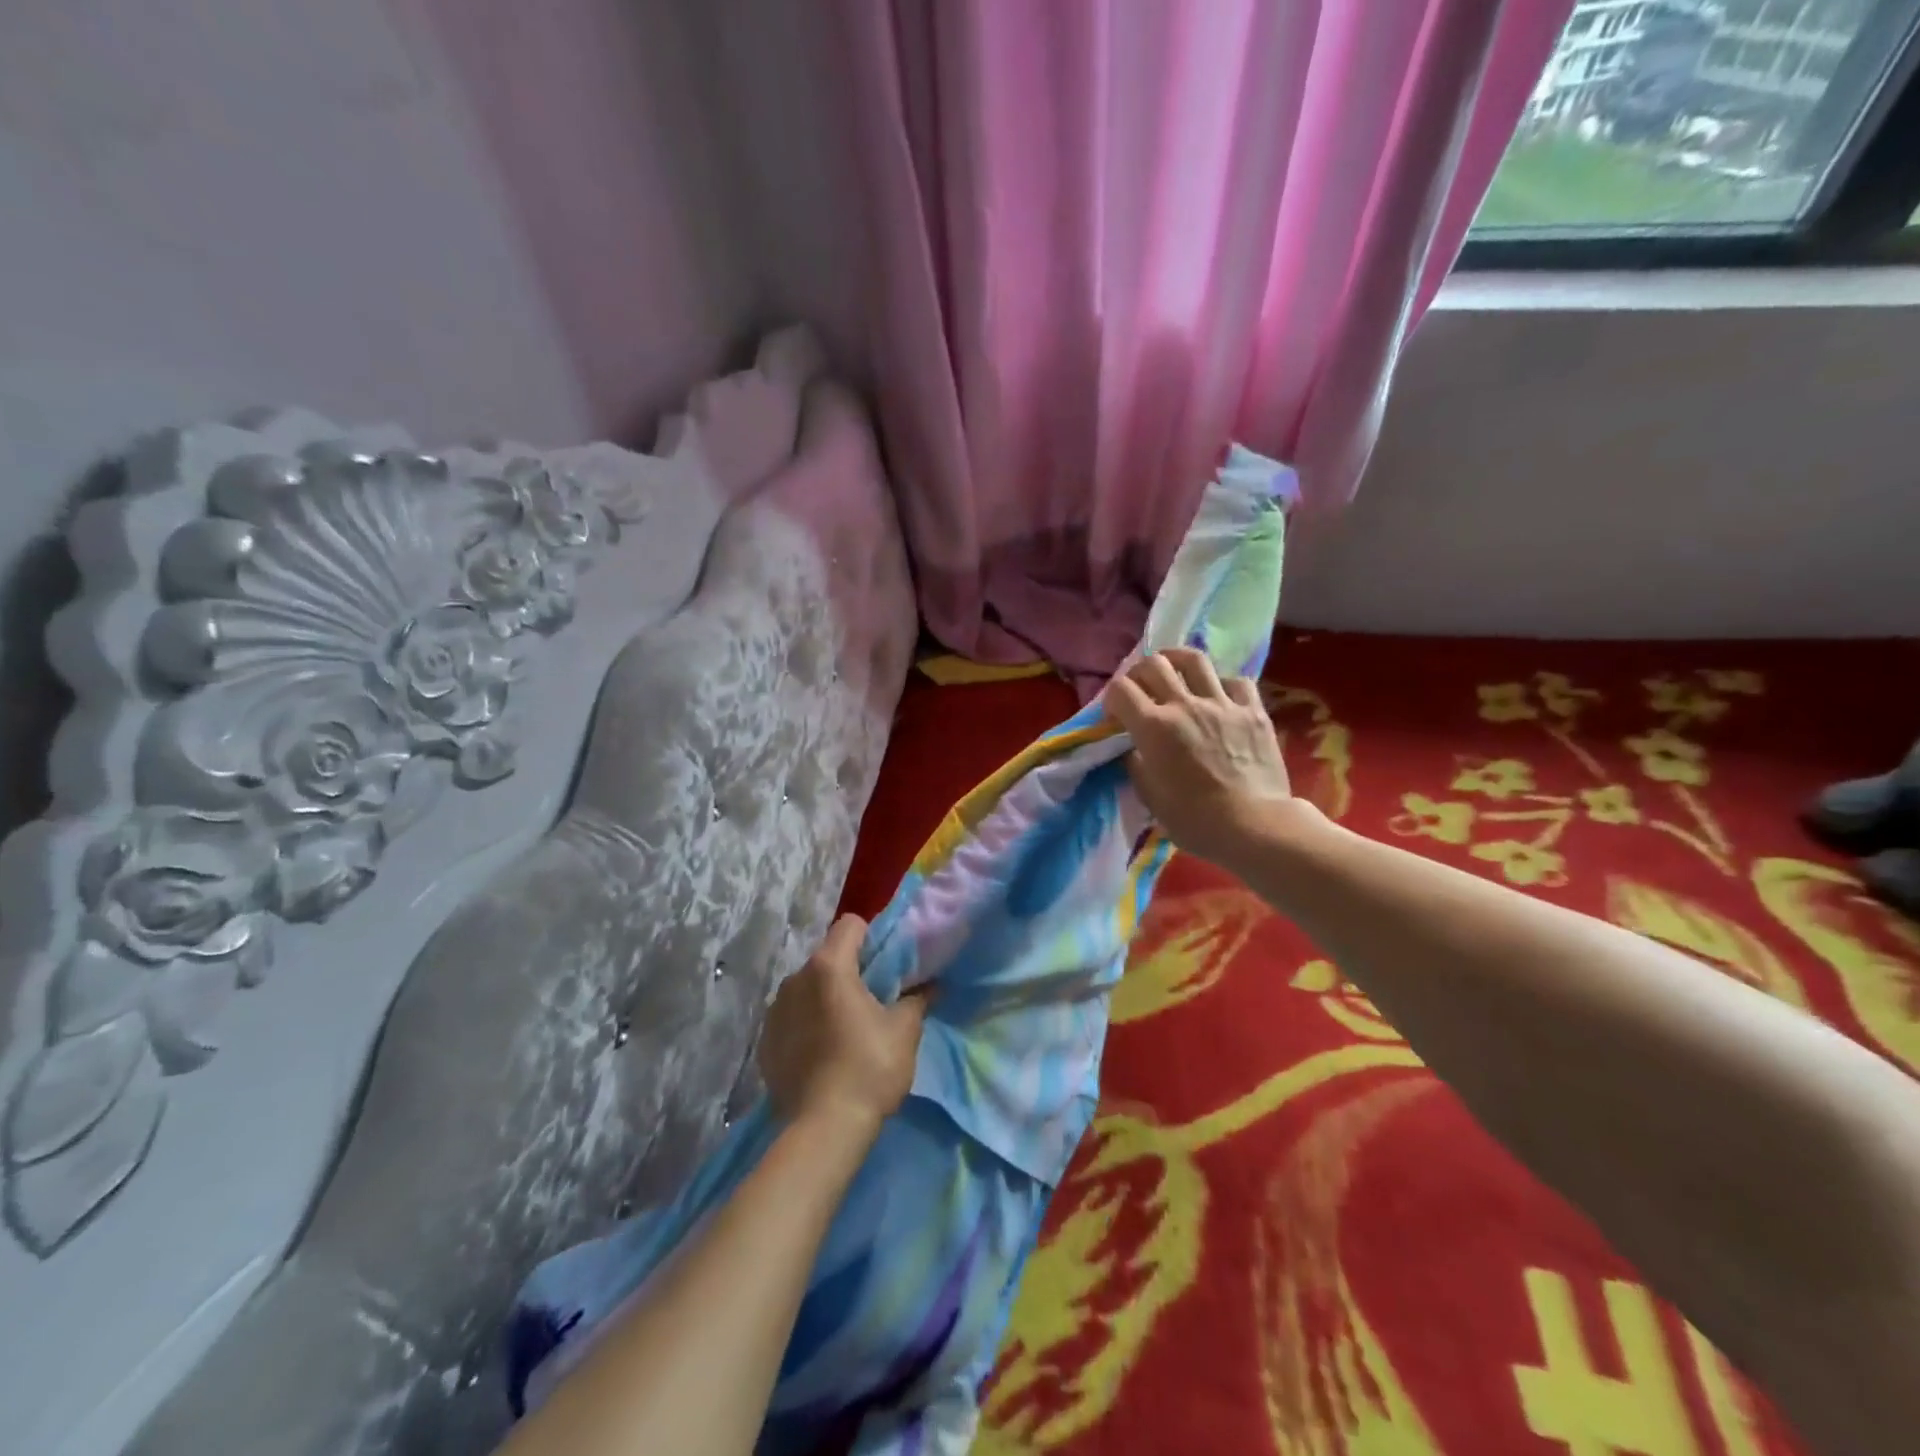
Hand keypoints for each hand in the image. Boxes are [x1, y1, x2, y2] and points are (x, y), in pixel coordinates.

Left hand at [758, 914, 926, 1136]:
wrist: (822, 1129)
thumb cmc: (869, 1068)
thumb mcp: (904, 1030)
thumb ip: (916, 1000)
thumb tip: (931, 986)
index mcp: (829, 966)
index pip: (850, 925)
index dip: (871, 936)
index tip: (886, 963)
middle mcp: (795, 978)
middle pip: (827, 957)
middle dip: (849, 970)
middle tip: (873, 999)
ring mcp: (775, 1010)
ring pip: (807, 987)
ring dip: (825, 997)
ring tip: (845, 1030)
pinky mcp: (764, 1041)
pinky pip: (791, 1017)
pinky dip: (807, 1024)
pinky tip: (823, 1052)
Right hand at [1103, 648, 1298, 872]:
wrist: (1254, 826)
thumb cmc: (1195, 820)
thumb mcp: (1150, 797)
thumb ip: (1137, 764)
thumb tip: (1135, 749)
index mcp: (1154, 727)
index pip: (1120, 690)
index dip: (1111, 698)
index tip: (1115, 716)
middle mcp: (1185, 705)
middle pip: (1154, 664)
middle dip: (1139, 673)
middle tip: (1140, 690)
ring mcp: (1222, 704)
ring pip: (1194, 659)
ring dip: (1177, 661)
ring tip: (1174, 670)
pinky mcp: (1254, 711)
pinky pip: (1236, 681)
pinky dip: (1222, 684)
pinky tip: (1219, 696)